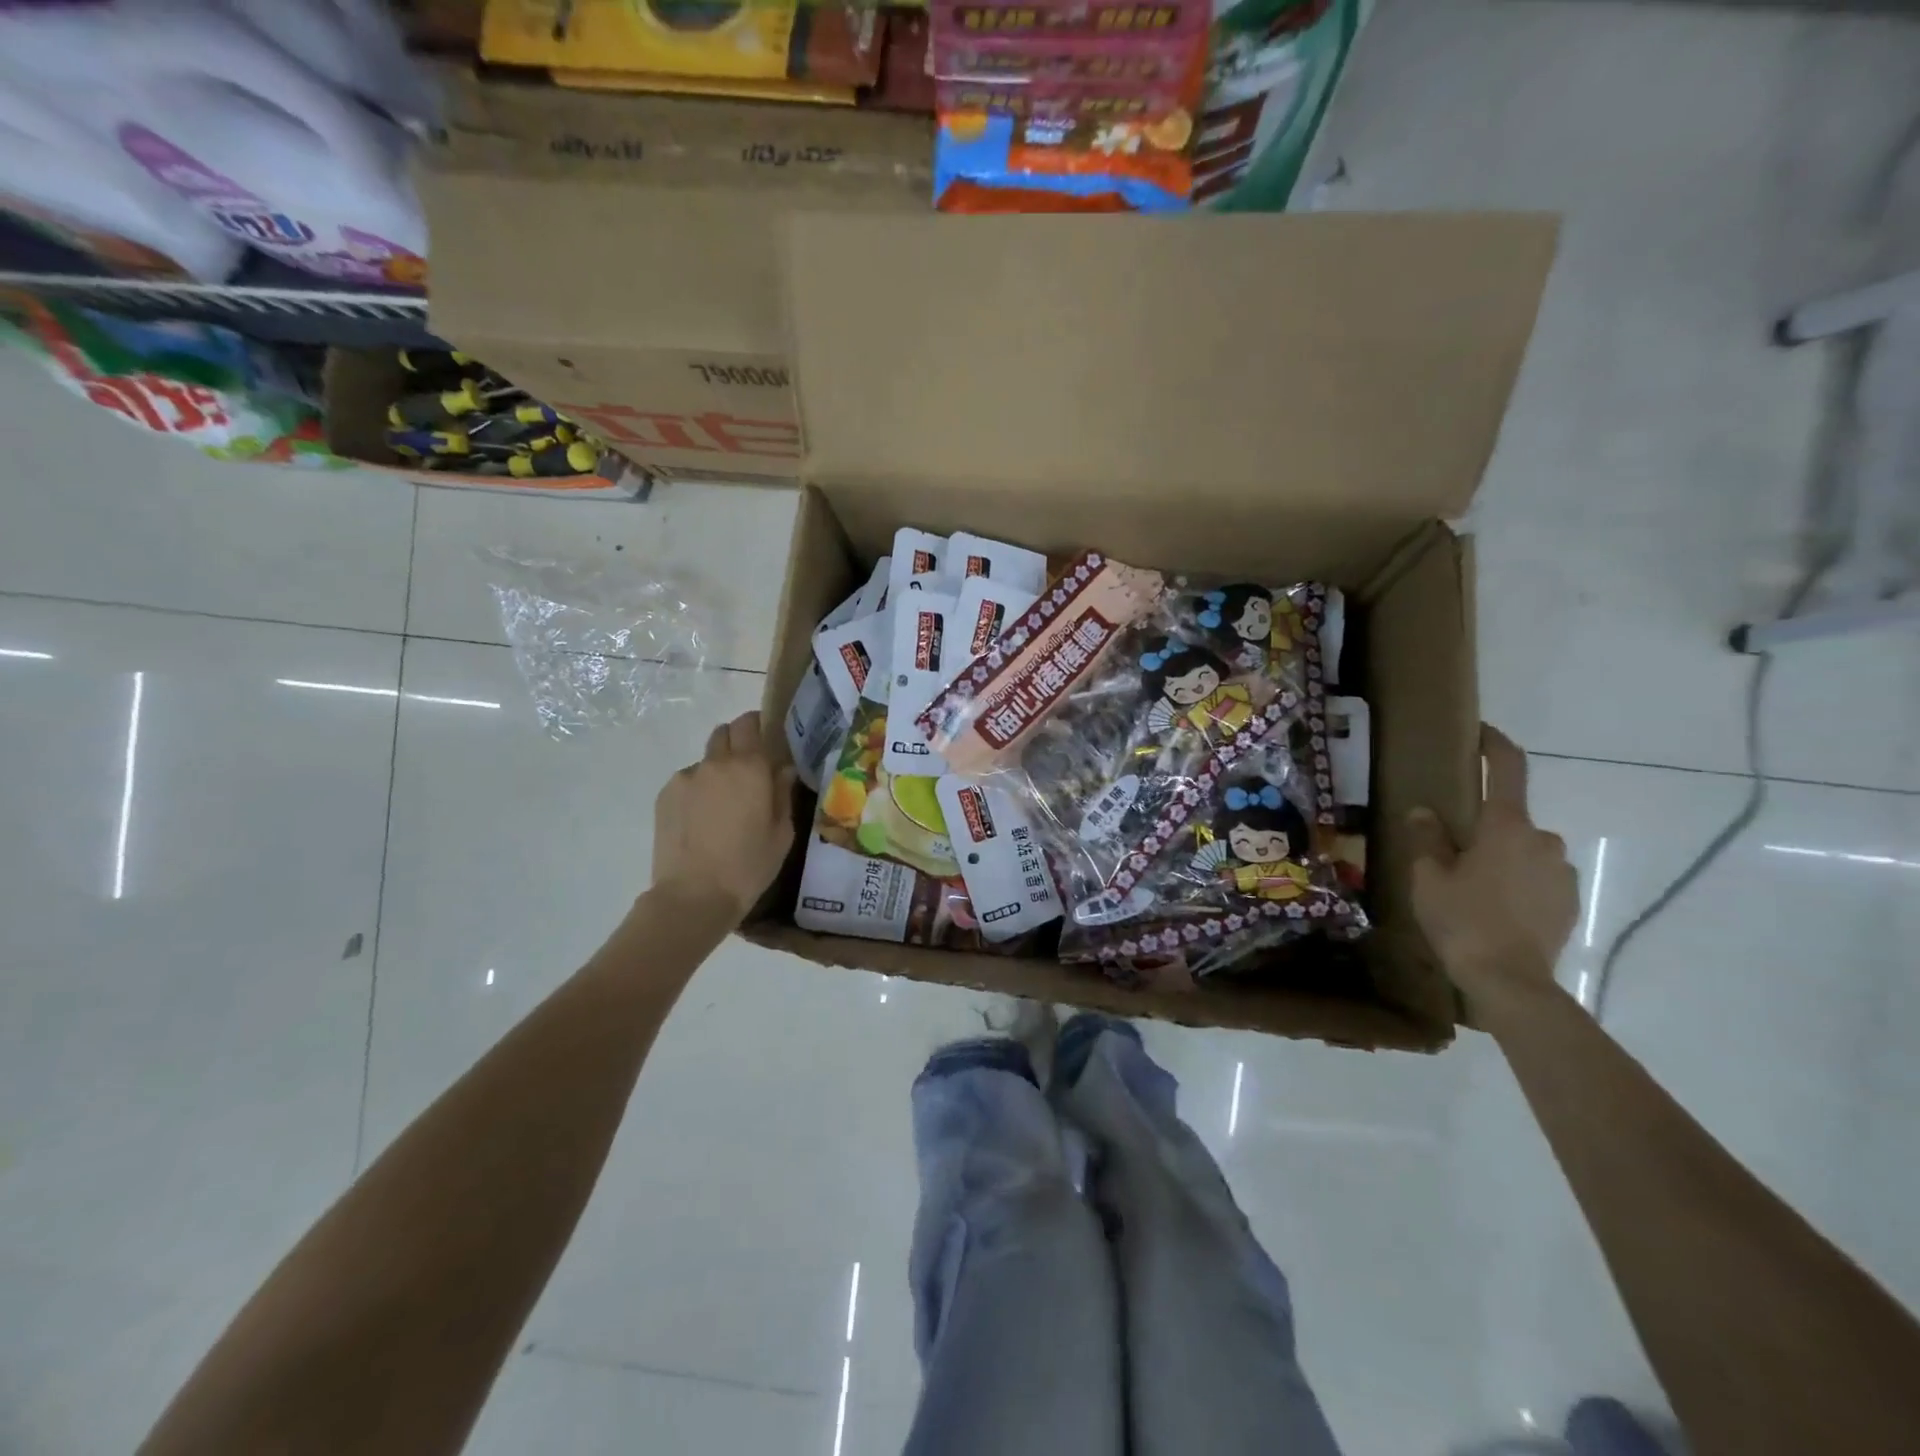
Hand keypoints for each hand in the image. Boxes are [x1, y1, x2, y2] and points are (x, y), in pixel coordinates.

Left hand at [652, 711, 796, 922]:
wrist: (694, 896)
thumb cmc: (749, 866)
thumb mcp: (782, 833)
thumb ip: (783, 793)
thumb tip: (782, 769)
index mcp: (749, 767)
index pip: (749, 723)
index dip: (758, 726)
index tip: (766, 740)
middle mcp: (715, 763)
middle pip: (724, 733)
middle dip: (737, 743)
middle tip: (747, 771)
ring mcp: (685, 778)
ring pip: (705, 760)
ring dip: (717, 770)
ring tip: (722, 805)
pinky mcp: (664, 796)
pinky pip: (687, 781)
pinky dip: (697, 790)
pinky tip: (702, 820)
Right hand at [1407, 725, 1577, 1017]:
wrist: (1510, 981)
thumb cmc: (1462, 919)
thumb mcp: (1428, 877)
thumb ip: (1427, 838)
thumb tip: (1425, 812)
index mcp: (1506, 826)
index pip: (1508, 768)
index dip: (1495, 745)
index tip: (1480, 733)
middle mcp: (1542, 839)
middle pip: (1510, 818)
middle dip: (1484, 827)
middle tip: (1451, 849)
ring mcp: (1561, 871)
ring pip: (1525, 849)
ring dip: (1501, 856)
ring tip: (1471, 886)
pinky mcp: (1569, 900)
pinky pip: (1538, 876)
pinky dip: (1517, 881)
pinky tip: (1494, 907)